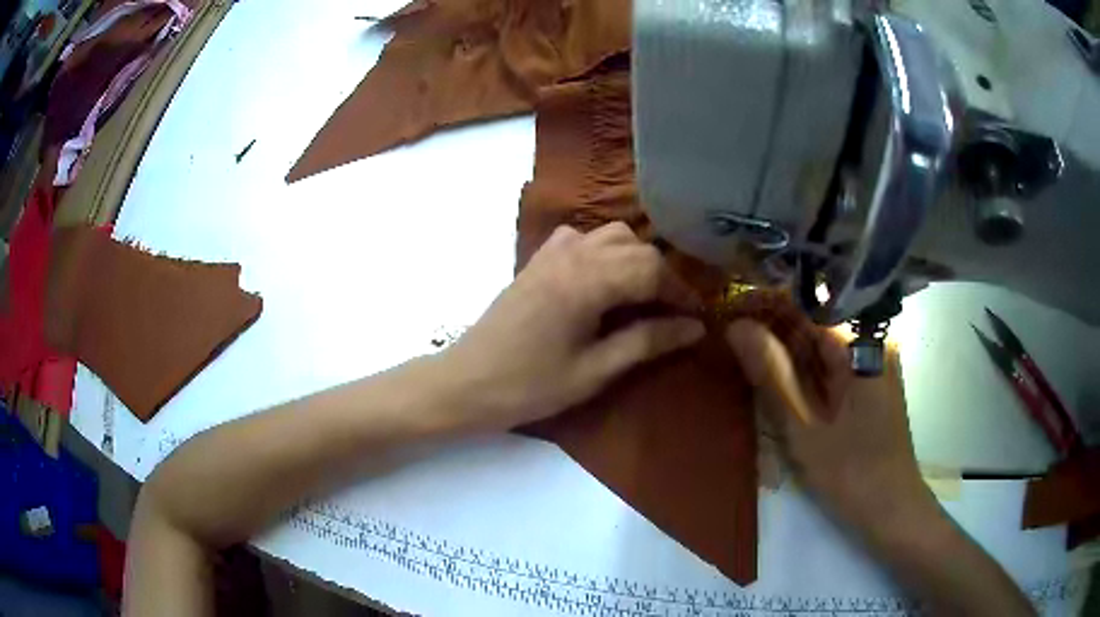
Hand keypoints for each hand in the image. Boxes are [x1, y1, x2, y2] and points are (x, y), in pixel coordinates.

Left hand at [441, 223, 704, 430]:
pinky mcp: (537, 260)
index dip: (681, 292)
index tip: (697, 318)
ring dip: (635, 259)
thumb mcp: (594, 371)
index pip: (651, 269)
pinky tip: (603, 280)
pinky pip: (581, 238)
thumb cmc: (529, 385)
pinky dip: (603, 251)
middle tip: (674, 312)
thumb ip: (647, 342)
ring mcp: (551, 252)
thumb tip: (695, 328)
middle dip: (662, 275)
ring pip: (610, 235)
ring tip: (643, 296)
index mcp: (587, 281)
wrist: (467, 382)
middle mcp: (572, 254)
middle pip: (635, 247)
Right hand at [725, 320, 937, 539]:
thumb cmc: (851, 473)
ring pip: (821, 340)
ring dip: (784, 344)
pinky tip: (775, 370)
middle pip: (815, 319)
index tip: (727, 307)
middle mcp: (871, 339)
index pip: (806, 305)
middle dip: (771, 324)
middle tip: (727, 331)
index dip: (765, 302)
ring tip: (741, 345)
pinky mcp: (869, 379)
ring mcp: (873, 359)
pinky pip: (831, 360)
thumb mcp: (804, 428)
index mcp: (861, 343)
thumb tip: (736, 326)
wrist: (891, 508)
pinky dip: (802, 365)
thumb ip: (772, 375)